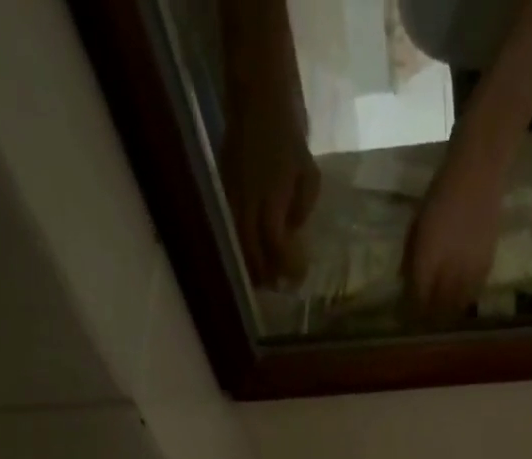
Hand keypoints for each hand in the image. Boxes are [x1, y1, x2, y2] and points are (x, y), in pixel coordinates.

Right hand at [221, 94, 319, 286]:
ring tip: (260, 281)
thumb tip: (291, 234)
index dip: (285, 266)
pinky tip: (248, 255)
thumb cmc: (288, 134)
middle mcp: (247, 201)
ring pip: (236, 243)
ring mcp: (231, 195)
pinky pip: (229, 227)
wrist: (256, 95)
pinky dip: (238, 246)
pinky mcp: (222, 188)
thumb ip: (302, 209)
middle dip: (263, 275)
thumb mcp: (308, 174)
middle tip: (276, 289)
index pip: (274, 245)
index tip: (295, 280)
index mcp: (271, 197)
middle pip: (250, 252)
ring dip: (248, 265)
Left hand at [402, 144, 506, 318]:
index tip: (405, 315)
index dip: (410, 311)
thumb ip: (410, 255)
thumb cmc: (440, 193)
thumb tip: (404, 280)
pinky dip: (463, 300)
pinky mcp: (486, 267)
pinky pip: (473, 294)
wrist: (478, 173)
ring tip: (440, 316)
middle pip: (437, 309)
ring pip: (456, 306)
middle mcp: (448, 272)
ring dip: (446, 314)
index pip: (417, 298)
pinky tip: (459, 300)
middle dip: (428, 317)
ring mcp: (469, 271)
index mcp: (427, 259)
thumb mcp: (416, 224)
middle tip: (422, 320)